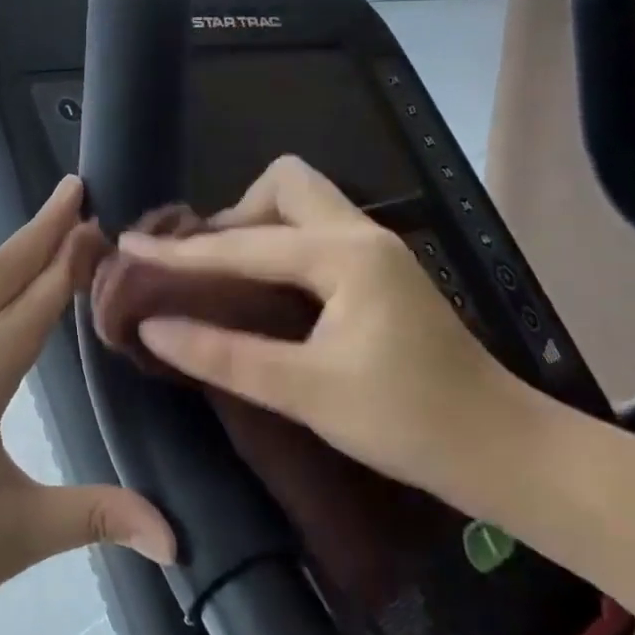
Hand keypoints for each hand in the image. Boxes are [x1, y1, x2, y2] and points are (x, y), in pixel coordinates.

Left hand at [0, 175, 173, 634]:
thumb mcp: (22, 537)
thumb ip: (99, 519)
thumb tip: (177, 538)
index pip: (26, 314)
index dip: (64, 267)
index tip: (96, 222)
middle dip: (36, 232)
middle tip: (73, 188)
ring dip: (16, 254)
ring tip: (53, 222)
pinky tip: (15, 287)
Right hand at [120, 156, 520, 504]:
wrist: (503, 450)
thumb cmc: (408, 422)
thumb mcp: (307, 392)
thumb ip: (226, 356)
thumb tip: (154, 328)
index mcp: (344, 255)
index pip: (244, 243)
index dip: (182, 250)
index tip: (131, 245)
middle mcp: (362, 235)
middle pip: (286, 185)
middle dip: (236, 214)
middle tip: (206, 266)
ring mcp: (377, 251)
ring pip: (304, 205)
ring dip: (259, 228)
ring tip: (226, 278)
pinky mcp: (382, 273)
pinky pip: (317, 233)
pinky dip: (281, 247)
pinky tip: (264, 290)